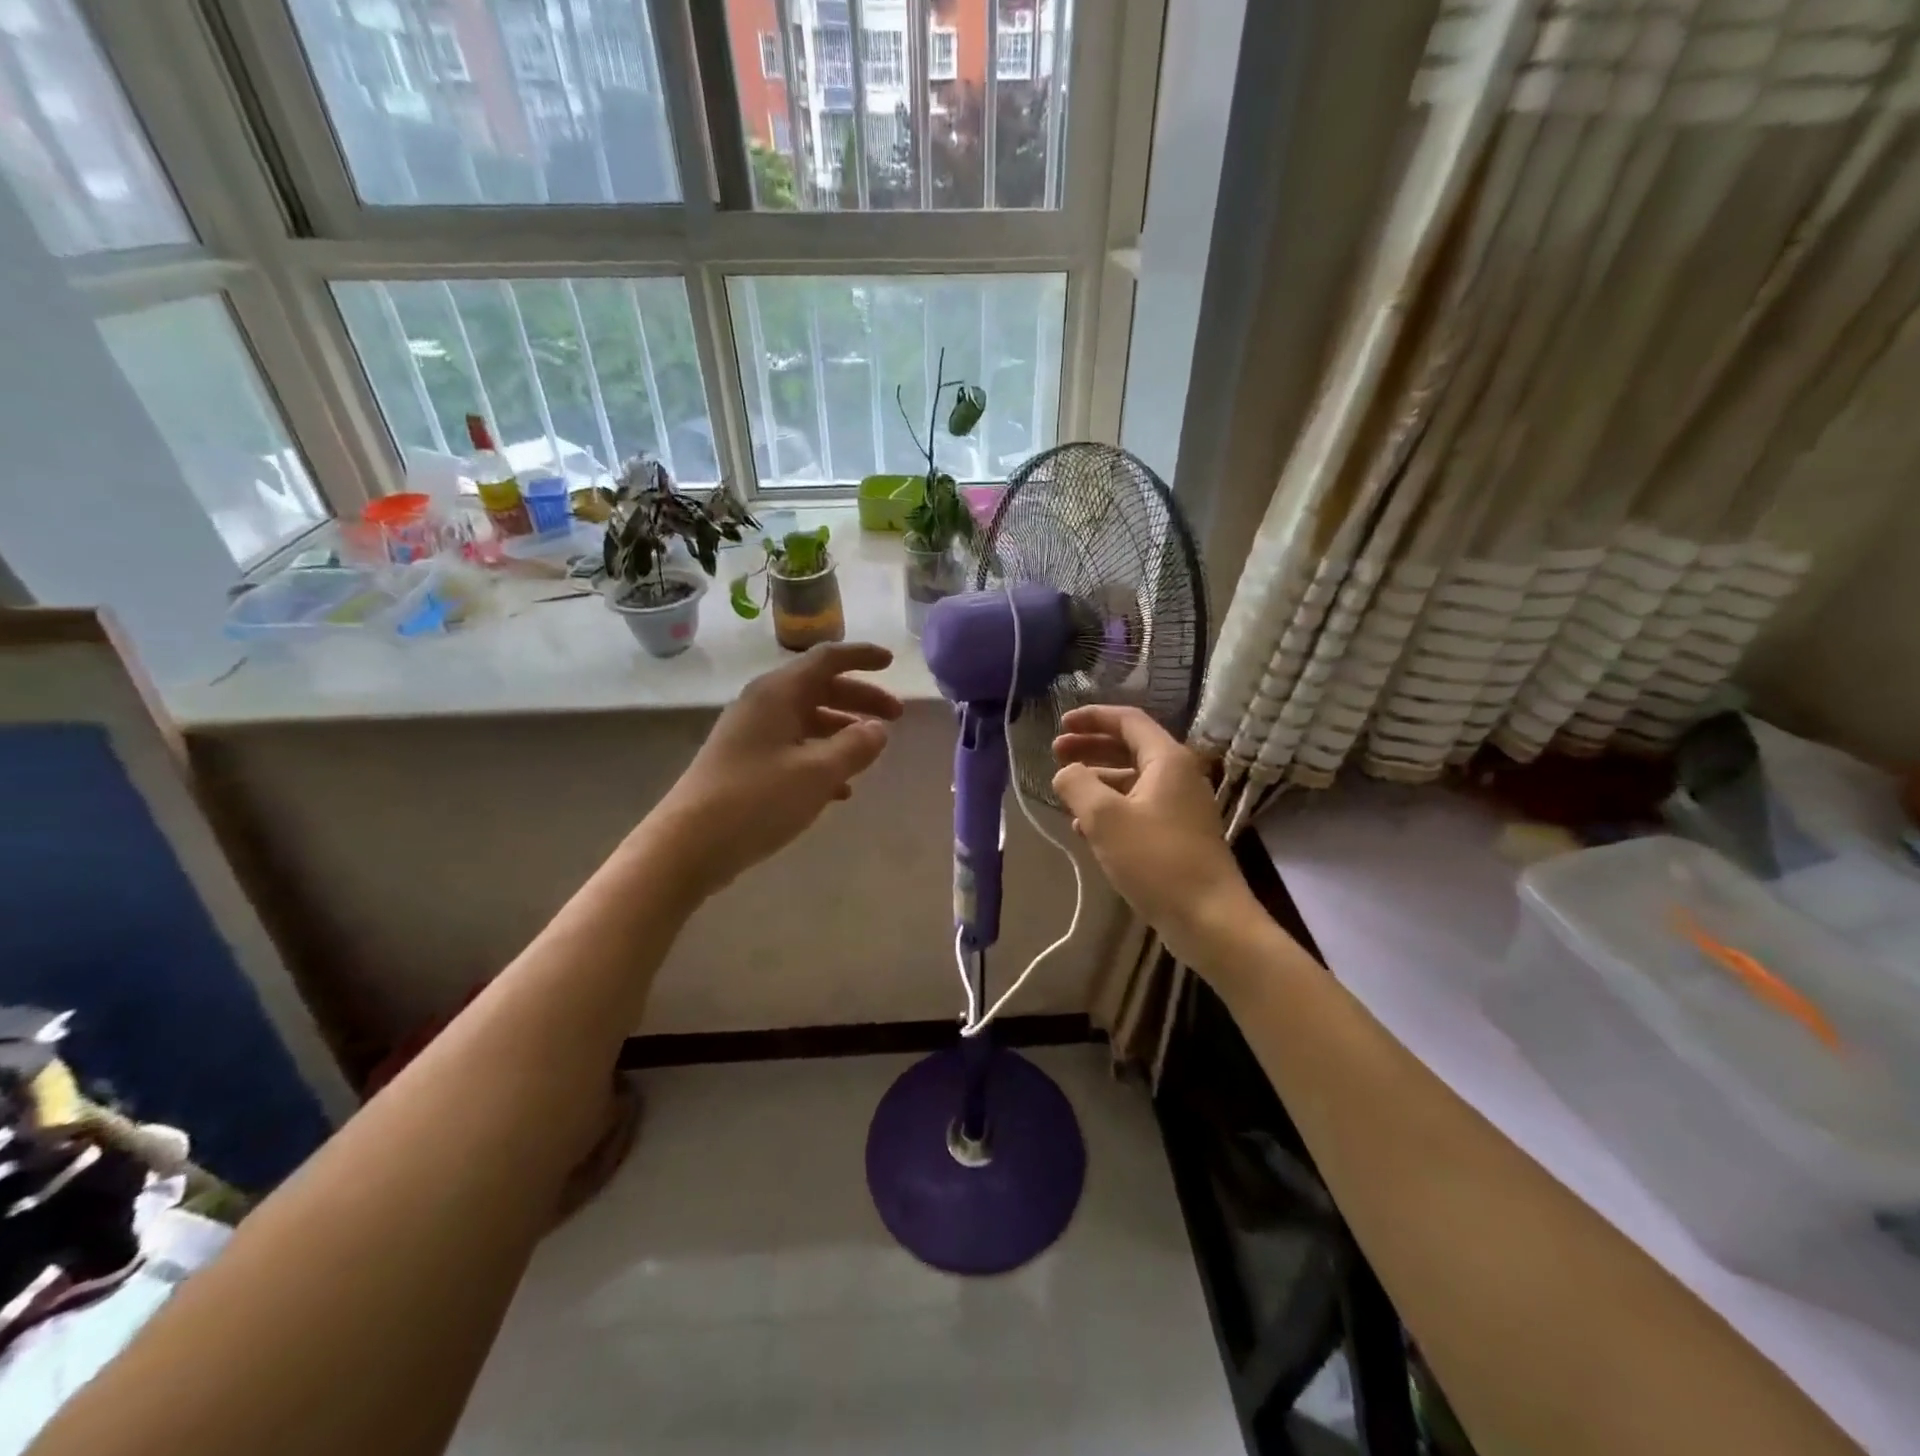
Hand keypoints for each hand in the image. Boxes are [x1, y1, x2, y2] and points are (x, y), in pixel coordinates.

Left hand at [647, 643, 902, 895]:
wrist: (689, 845)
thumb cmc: (757, 799)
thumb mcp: (818, 772)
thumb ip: (855, 746)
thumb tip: (878, 729)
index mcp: (778, 693)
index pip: (827, 659)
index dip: (861, 657)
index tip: (892, 662)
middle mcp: (763, 705)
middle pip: (820, 688)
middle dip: (860, 699)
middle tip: (896, 716)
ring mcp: (751, 735)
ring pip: (807, 720)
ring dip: (842, 731)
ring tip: (871, 752)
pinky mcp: (745, 765)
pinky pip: (793, 749)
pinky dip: (821, 759)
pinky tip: (841, 790)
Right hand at [1052, 705, 1253, 967]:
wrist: (1209, 919)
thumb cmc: (1156, 860)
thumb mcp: (1104, 818)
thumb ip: (1077, 784)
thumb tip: (1066, 773)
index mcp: (1167, 760)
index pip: (1128, 721)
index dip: (1091, 718)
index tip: (1060, 724)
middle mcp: (1178, 776)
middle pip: (1129, 748)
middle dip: (1090, 748)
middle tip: (1056, 754)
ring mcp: (1180, 807)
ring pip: (1132, 780)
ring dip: (1097, 780)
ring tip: (1065, 792)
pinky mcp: (1177, 835)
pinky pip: (1138, 808)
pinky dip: (1110, 809)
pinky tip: (1084, 828)